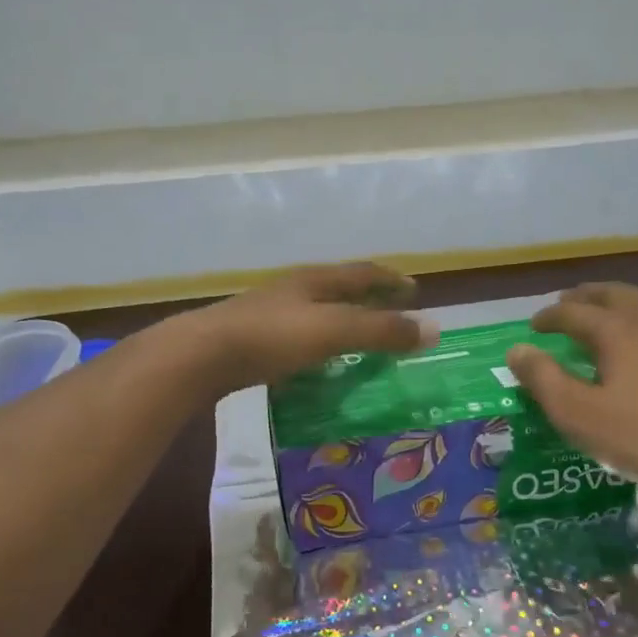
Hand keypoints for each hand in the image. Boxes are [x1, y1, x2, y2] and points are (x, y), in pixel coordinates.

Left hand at [177, 262, 437, 391]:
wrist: (203, 355)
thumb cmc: (273, 337)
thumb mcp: (335, 331)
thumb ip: (382, 331)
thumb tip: (435, 330)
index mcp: (315, 280)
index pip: (363, 272)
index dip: (391, 279)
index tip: (415, 290)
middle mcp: (294, 290)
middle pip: (339, 289)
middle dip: (369, 299)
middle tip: (392, 315)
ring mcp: (270, 313)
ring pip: (317, 312)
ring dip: (343, 322)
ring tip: (360, 341)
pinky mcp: (253, 339)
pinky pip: (298, 337)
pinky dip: (319, 345)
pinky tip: (319, 364)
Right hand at [505, 283, 637, 513]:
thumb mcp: (578, 414)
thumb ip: (543, 378)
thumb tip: (517, 350)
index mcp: (617, 328)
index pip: (573, 311)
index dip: (549, 317)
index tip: (534, 327)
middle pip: (611, 293)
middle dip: (583, 298)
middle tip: (565, 307)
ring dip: (616, 303)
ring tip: (601, 318)